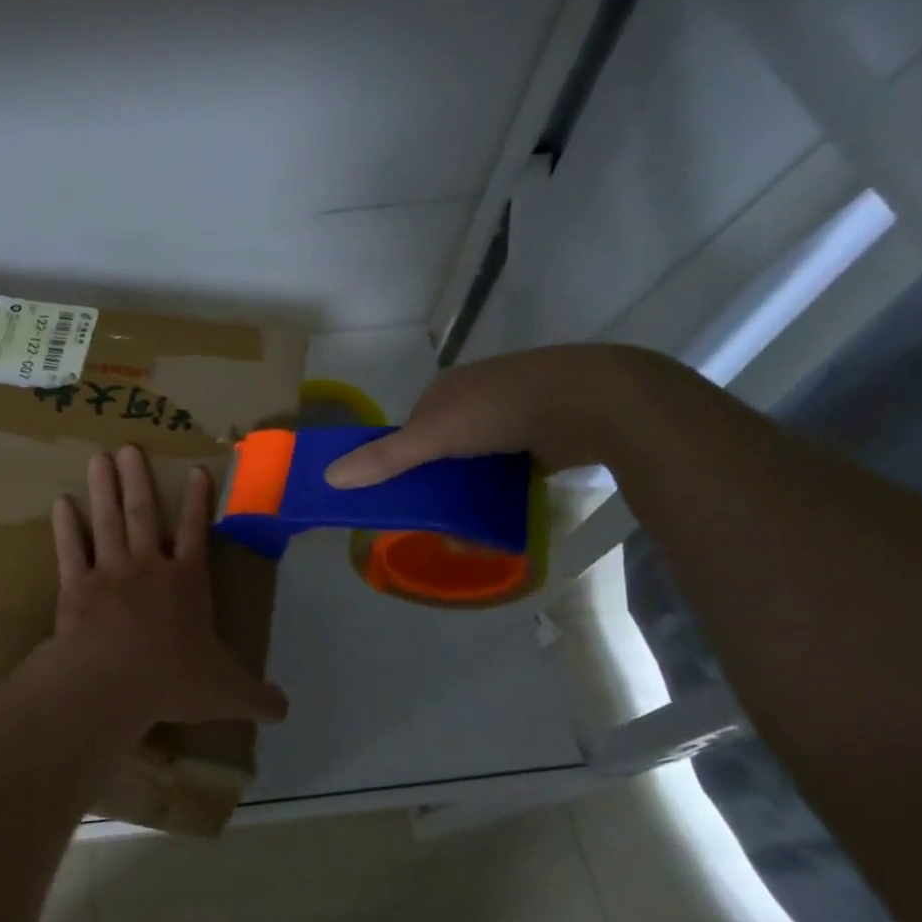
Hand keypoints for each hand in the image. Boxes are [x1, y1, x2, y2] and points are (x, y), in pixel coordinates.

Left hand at [25, 446, 287, 733]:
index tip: (196, 470)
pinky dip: (66, 527)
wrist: (113, 682)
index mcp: (187, 583)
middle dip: (138, 480)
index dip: (198, 502)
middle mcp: (148, 568)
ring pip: (108, 522)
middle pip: (143, 515)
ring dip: (103, 489)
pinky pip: (71, 550)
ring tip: (98, 458)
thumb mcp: (225, 692)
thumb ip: (256, 696)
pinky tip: (60, 503)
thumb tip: (286, 710)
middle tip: (128, 447)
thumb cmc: (173, 680)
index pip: (196, 534)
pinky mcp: (76, 587)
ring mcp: (110, 573)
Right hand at [323, 344, 686, 487]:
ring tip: (467, 531)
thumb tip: (328, 477)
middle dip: (436, 486)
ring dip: (469, 495)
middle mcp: (477, 398)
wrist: (593, 401)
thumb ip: (384, 458)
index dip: (399, 462)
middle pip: (442, 449)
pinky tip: (499, 517)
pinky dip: (500, 493)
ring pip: (477, 463)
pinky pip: (510, 470)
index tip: (396, 497)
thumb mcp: (432, 435)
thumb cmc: (500, 410)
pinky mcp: (545, 437)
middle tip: (433, 520)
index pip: (411, 429)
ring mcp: (514, 415)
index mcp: (447, 389)